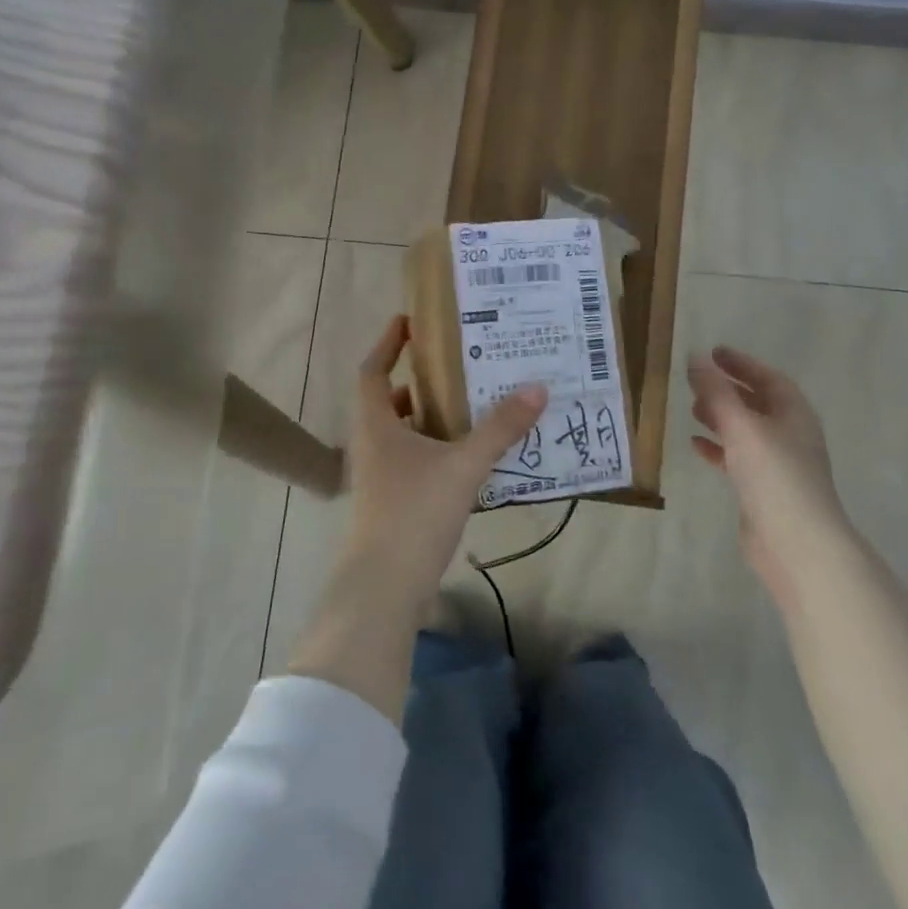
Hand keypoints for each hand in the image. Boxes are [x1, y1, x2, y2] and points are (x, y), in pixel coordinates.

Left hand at [338, 315, 547, 611]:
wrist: (383, 588)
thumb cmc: (414, 513)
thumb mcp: (463, 465)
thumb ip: (500, 428)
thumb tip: (536, 387)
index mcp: (376, 425)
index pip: (372, 370)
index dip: (387, 343)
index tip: (409, 320)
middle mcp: (371, 445)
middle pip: (387, 400)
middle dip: (417, 379)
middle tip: (455, 362)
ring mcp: (378, 477)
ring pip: (401, 433)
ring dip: (428, 415)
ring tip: (468, 403)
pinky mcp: (391, 503)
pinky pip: (412, 460)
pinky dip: (434, 448)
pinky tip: (466, 455)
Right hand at [688, 345, 849, 608]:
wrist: (797, 543)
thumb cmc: (774, 475)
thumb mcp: (742, 426)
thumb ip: (716, 392)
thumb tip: (695, 358)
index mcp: (793, 413)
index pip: (767, 377)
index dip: (741, 363)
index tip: (713, 352)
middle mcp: (789, 434)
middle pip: (757, 402)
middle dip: (728, 390)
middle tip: (697, 380)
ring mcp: (778, 463)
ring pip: (746, 430)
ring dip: (721, 417)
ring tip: (692, 409)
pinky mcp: (763, 489)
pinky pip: (738, 458)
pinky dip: (719, 448)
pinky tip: (696, 445)